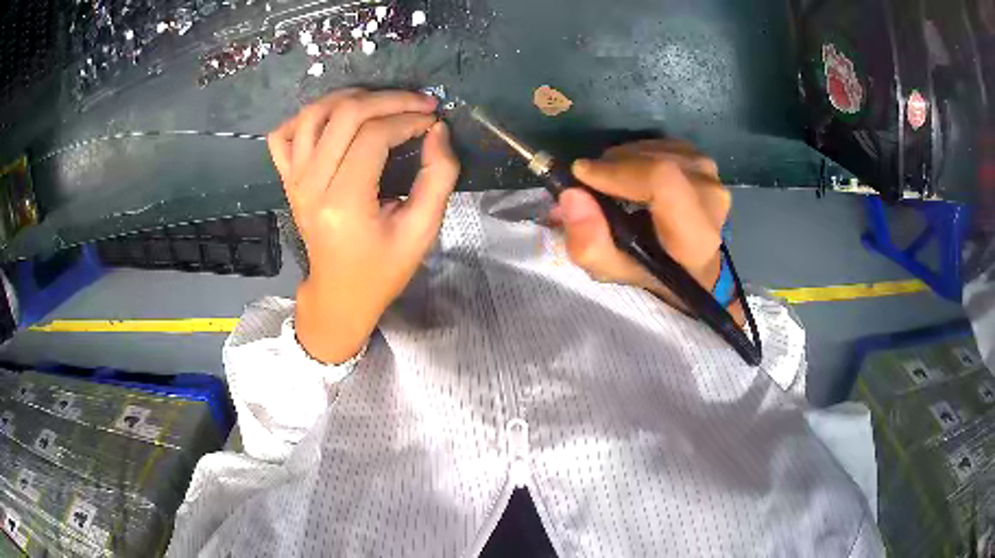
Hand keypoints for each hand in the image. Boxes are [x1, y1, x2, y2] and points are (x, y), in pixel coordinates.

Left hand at [268, 89, 459, 363]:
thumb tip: (437, 130)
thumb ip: (438, 177)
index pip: (374, 136)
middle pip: (345, 114)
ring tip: (381, 101)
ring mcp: (293, 180)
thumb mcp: (422, 230)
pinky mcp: (287, 179)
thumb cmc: (383, 268)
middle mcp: (311, 185)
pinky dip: (305, 118)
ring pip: (313, 114)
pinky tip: (333, 120)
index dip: (408, 118)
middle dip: (388, 99)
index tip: (432, 120)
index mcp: (344, 203)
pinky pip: (283, 135)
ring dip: (351, 97)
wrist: (340, 292)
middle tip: (418, 102)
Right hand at [551, 140, 741, 321]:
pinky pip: (661, 144)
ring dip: (621, 160)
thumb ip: (590, 244)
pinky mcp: (704, 161)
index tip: (582, 175)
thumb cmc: (654, 273)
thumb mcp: (615, 272)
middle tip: (588, 185)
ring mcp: (711, 175)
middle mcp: (711, 198)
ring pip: (654, 150)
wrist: (694, 265)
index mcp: (696, 236)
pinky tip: (631, 174)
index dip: (618, 171)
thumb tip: (571, 195)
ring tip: (609, 183)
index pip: (663, 182)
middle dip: (611, 166)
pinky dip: (636, 155)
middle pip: (654, 161)